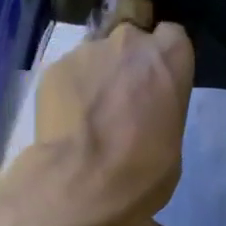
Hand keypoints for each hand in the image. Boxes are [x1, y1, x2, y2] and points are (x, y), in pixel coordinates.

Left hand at [9, 22, 193, 225]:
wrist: (81, 185)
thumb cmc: (140, 174)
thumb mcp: (171, 146)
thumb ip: (160, 113)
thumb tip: (144, 116)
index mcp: (168, 58)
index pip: (171, 39)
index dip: (162, 63)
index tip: (157, 87)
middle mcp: (128, 42)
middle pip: (130, 42)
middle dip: (127, 66)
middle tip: (120, 104)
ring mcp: (86, 52)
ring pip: (95, 58)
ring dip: (96, 80)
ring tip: (88, 121)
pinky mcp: (53, 70)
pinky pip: (68, 76)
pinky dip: (68, 94)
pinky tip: (67, 126)